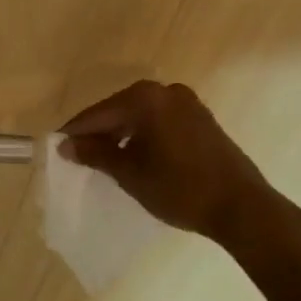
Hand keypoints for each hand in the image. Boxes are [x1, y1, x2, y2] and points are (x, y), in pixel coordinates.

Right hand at [59, 81, 285, 250]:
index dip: (77, 132)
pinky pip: (161, 121)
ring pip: (141, 116)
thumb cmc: (179, 188)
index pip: (99, 113)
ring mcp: (188, 103)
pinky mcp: (202, 119)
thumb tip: (67, 145)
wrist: (242, 208)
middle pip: (120, 110)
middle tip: (80, 155)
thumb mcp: (130, 173)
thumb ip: (96, 154)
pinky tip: (137, 156)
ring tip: (106, 159)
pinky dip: (144, 135)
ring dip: (122, 134)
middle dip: (100, 132)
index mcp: (145, 98)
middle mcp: (166, 91)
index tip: (58, 147)